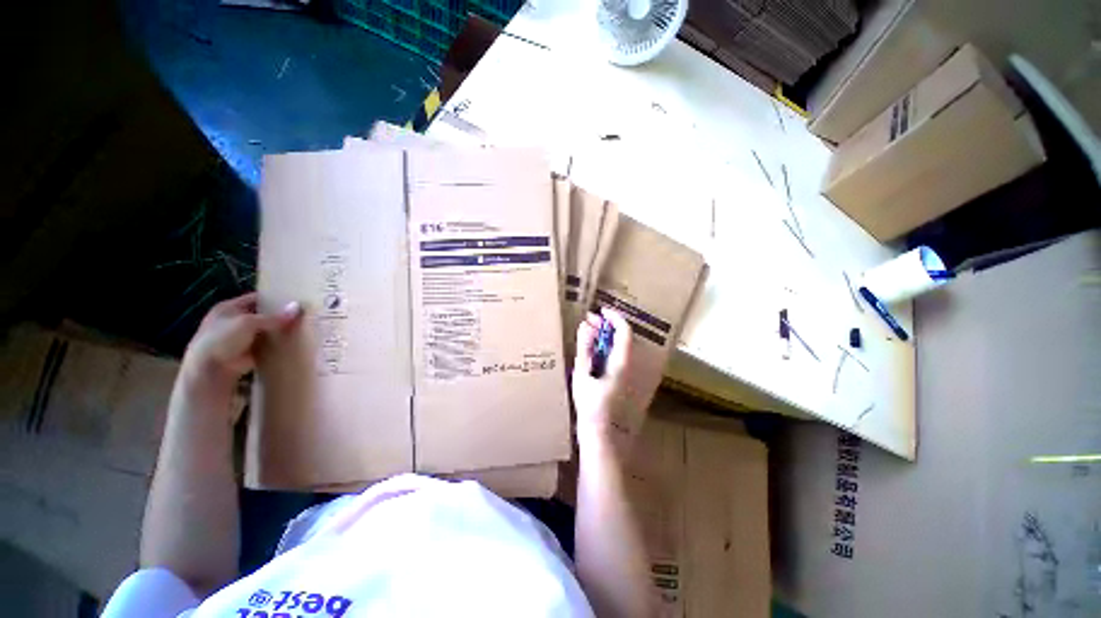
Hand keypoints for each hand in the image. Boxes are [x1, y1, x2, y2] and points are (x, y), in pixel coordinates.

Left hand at [182, 292, 302, 389]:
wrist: (210, 370)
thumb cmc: (222, 339)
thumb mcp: (248, 323)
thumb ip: (274, 317)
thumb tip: (298, 307)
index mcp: (230, 307)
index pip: (257, 298)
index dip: (274, 298)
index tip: (296, 299)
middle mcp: (236, 320)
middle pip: (264, 315)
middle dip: (281, 315)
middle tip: (305, 313)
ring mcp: (243, 337)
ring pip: (268, 330)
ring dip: (281, 331)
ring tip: (306, 327)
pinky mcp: (251, 352)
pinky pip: (269, 345)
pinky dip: (279, 344)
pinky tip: (296, 342)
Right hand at [571, 307, 634, 444]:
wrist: (602, 436)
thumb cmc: (590, 406)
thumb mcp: (582, 374)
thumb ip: (584, 348)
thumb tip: (585, 326)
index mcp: (622, 362)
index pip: (624, 331)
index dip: (614, 317)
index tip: (600, 310)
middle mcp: (630, 366)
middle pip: (622, 338)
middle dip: (607, 326)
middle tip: (589, 320)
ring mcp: (628, 375)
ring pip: (620, 347)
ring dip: (605, 336)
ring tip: (589, 332)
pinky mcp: (623, 381)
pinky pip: (617, 357)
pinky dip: (606, 348)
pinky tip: (593, 351)